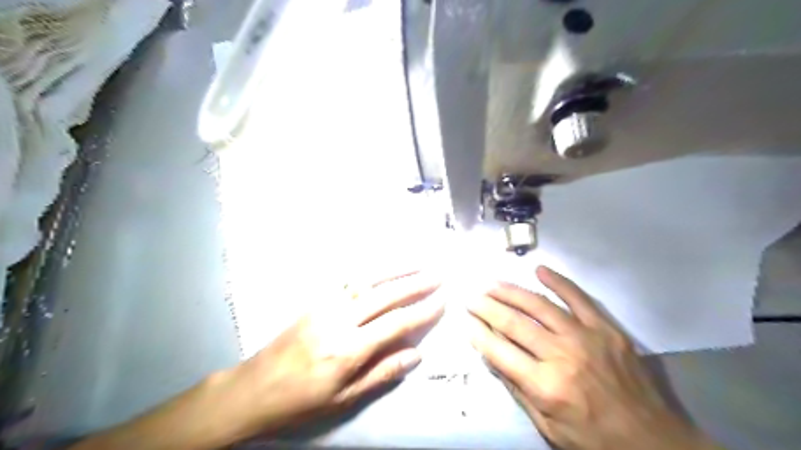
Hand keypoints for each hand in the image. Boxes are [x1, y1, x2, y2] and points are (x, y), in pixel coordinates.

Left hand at [224, 271, 443, 435]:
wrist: (255, 387)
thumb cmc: (302, 399)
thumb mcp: (344, 398)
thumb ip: (382, 373)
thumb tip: (416, 355)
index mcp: (348, 349)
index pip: (395, 324)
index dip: (421, 312)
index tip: (441, 301)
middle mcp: (339, 320)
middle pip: (384, 296)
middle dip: (415, 284)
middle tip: (438, 275)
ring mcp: (325, 305)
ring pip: (367, 281)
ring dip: (395, 269)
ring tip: (418, 262)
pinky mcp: (315, 299)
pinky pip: (347, 279)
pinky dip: (370, 269)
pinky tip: (383, 265)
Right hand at [468, 267, 716, 449]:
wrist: (652, 440)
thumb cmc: (592, 438)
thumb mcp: (547, 427)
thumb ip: (517, 388)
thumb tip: (491, 355)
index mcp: (545, 385)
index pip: (500, 351)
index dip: (479, 333)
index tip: (465, 320)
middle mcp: (562, 356)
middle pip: (515, 323)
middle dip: (487, 308)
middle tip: (472, 297)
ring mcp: (586, 337)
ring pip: (540, 306)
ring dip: (512, 292)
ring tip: (492, 284)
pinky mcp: (606, 329)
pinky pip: (579, 298)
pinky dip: (558, 282)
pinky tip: (540, 270)